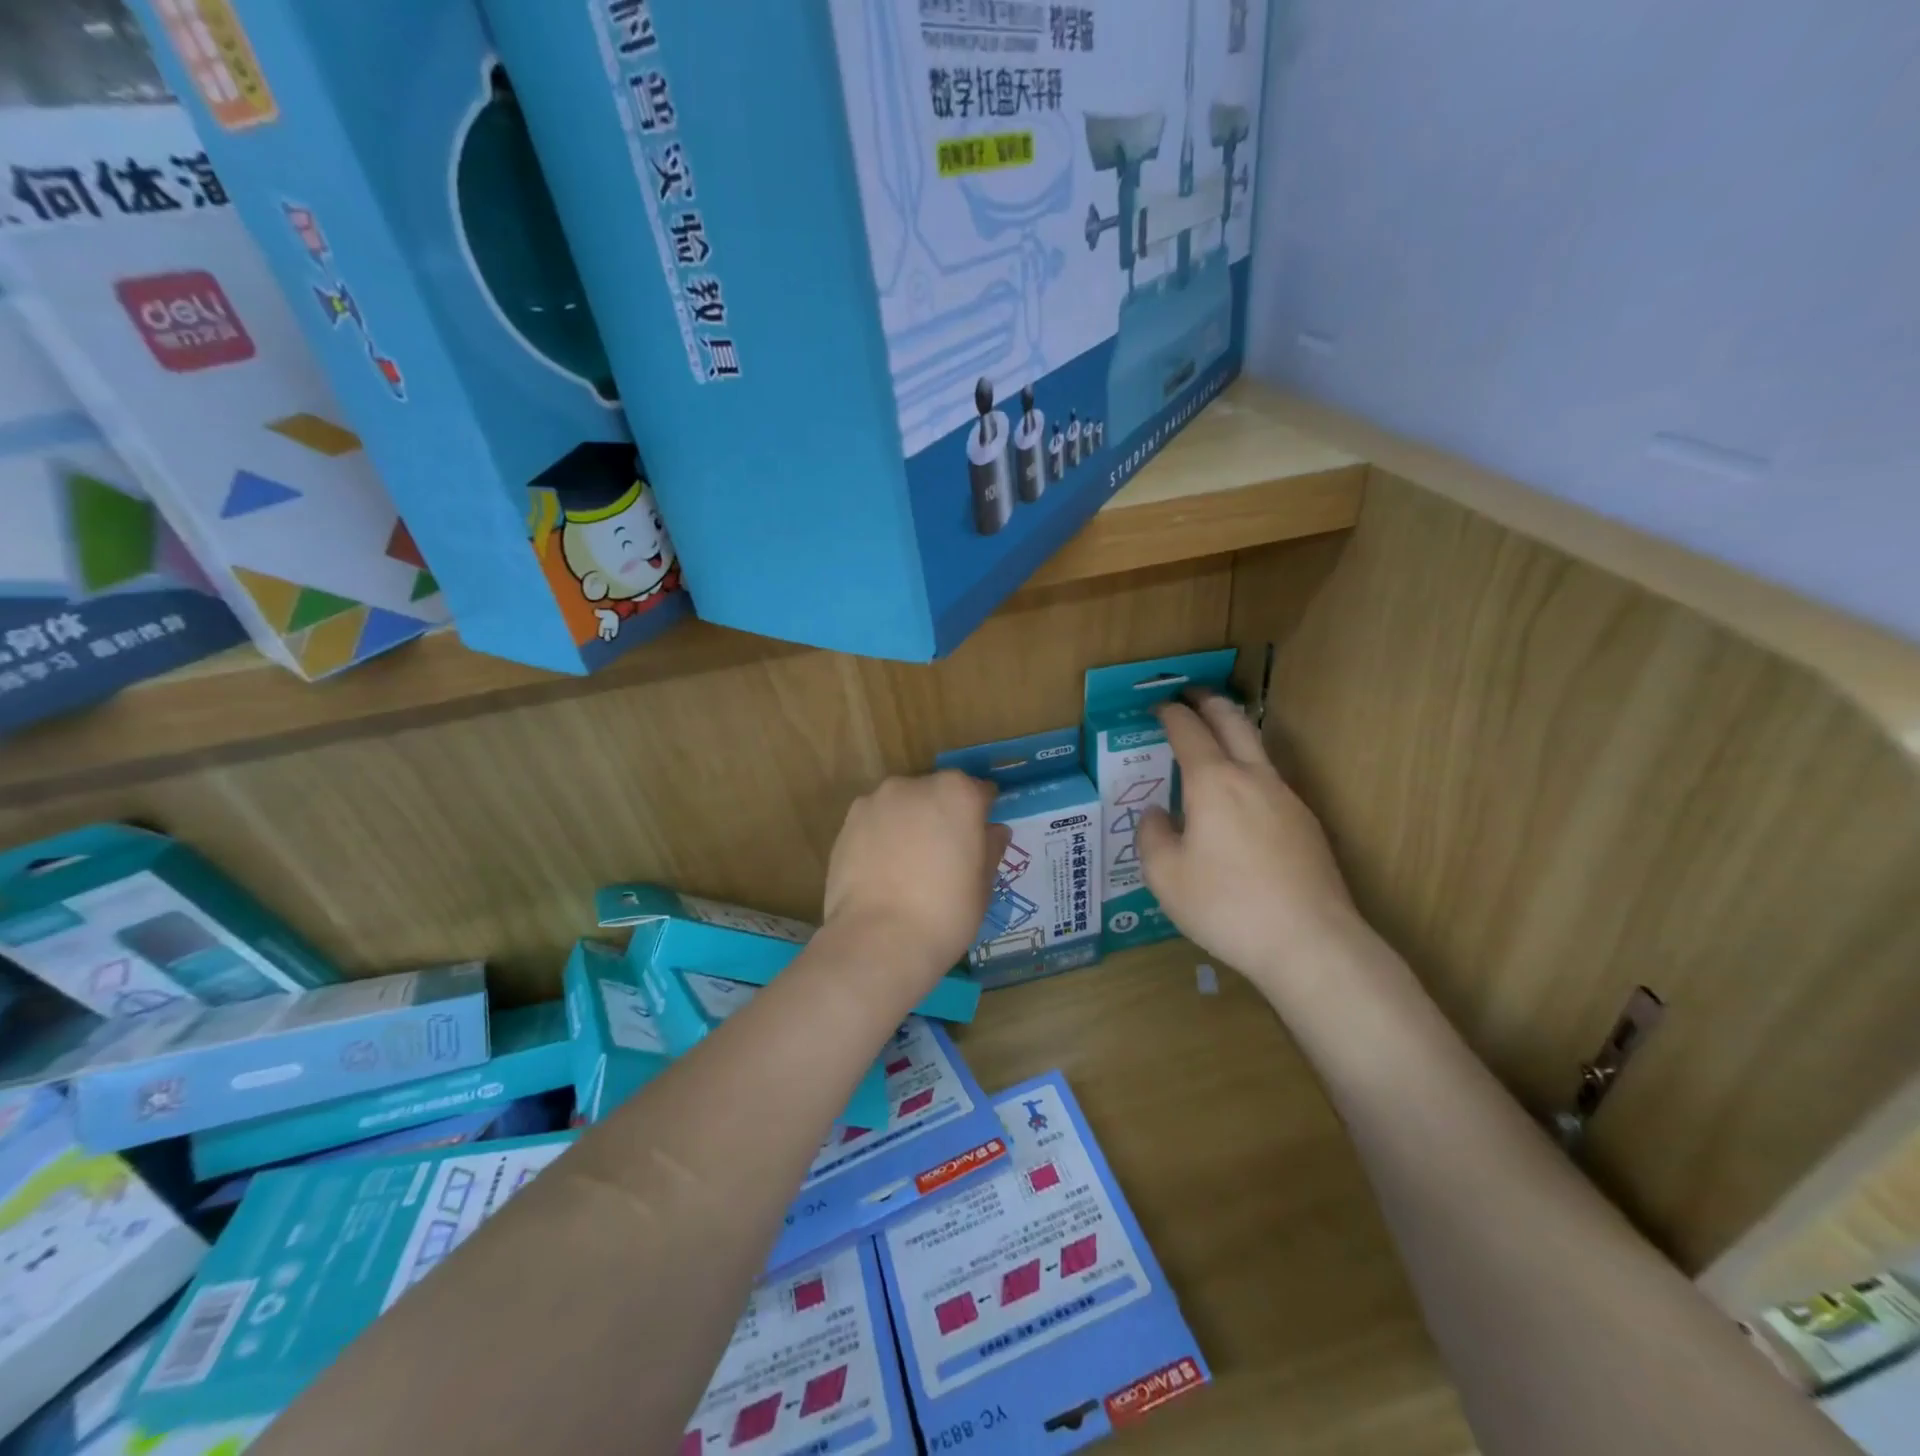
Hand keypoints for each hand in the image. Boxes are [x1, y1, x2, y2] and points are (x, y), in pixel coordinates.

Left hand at [824, 772, 1011, 982]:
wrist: (878, 940)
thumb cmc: (946, 912)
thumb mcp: (983, 884)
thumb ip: (990, 847)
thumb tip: (993, 831)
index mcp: (956, 793)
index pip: (978, 792)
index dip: (981, 815)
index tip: (979, 839)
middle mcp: (915, 785)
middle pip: (936, 793)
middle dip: (941, 816)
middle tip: (943, 857)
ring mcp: (876, 801)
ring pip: (902, 807)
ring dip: (908, 824)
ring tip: (907, 867)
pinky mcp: (847, 823)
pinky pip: (874, 824)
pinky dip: (880, 838)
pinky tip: (882, 872)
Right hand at [1137, 693, 1358, 996]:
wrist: (1310, 942)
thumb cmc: (1226, 906)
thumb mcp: (1165, 876)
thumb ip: (1152, 836)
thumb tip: (1157, 814)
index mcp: (1213, 783)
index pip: (1188, 731)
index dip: (1170, 714)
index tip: (1158, 707)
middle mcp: (1253, 778)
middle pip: (1234, 722)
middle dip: (1210, 703)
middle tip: (1192, 695)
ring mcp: (1287, 799)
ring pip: (1258, 749)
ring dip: (1234, 733)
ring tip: (1215, 739)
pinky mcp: (1307, 824)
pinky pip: (1270, 782)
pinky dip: (1249, 771)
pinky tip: (1240, 801)